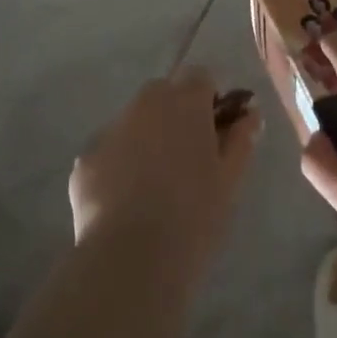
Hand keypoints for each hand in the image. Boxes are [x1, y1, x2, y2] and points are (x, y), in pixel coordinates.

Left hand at [70, 67, 262, 283]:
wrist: (130, 260)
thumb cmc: (193, 216)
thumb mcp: (230, 180)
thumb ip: (242, 139)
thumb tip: (251, 113)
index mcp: (185, 101)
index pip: (201, 77)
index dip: (210, 102)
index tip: (216, 134)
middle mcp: (145, 103)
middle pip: (164, 94)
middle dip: (176, 115)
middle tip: (187, 160)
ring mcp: (111, 129)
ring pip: (134, 121)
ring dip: (146, 138)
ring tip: (155, 187)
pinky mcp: (85, 159)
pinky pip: (109, 152)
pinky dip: (119, 166)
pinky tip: (125, 203)